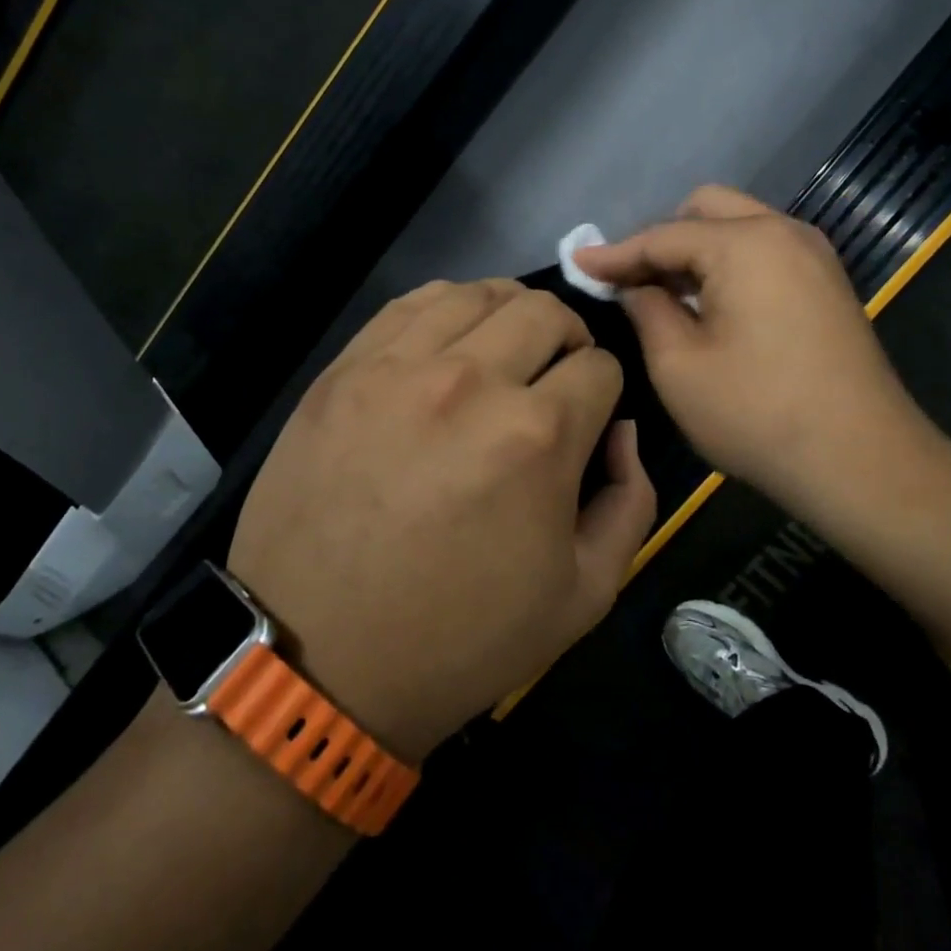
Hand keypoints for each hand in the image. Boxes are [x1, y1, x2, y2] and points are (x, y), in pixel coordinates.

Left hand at [227, 280, 656, 763]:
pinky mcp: (344, 369)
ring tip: (506, 350)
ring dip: (510, 313)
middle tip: (555, 377)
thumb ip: (631, 500)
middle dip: (569, 338)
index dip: (606, 390)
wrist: (320, 658)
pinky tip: (449, 341)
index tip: (590, 417)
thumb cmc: (459, 638)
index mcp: (537, 434)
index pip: (600, 366)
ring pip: (478, 292)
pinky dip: (447, 308)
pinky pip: (410, 304)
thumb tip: (622, 432)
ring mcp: (398, 366)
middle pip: (546, 312)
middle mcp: (471, 380)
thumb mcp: (584, 595)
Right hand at [574, 186, 946, 541]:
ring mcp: (814, 257)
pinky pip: (765, 252)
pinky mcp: (828, 285)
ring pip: (740, 228)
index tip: (576, 263)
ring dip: (697, 251)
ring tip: (665, 295)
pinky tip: (711, 306)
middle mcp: (784, 232)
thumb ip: (647, 310)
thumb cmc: (757, 413)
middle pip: (707, 210)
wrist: (862, 462)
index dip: (615, 253)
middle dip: (662, 239)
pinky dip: (729, 265)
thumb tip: (635, 286)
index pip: (663, 236)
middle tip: (631, 281)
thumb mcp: (678, 365)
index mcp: (746, 243)